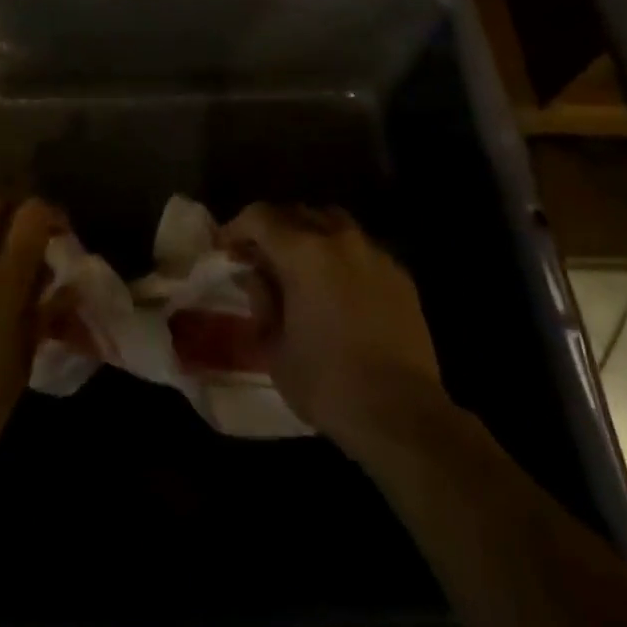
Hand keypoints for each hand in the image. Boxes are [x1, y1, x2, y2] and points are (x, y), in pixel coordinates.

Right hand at [225, 203, 443, 447]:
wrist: (402, 414)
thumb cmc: (327, 383)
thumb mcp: (275, 346)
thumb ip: (262, 301)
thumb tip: (254, 276)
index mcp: (304, 252)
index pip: (260, 217)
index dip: (236, 228)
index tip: (224, 248)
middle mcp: (340, 240)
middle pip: (297, 212)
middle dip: (272, 229)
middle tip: (258, 257)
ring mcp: (375, 254)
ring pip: (333, 222)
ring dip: (309, 234)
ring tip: (298, 265)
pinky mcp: (400, 275)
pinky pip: (361, 248)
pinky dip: (341, 255)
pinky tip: (336, 286)